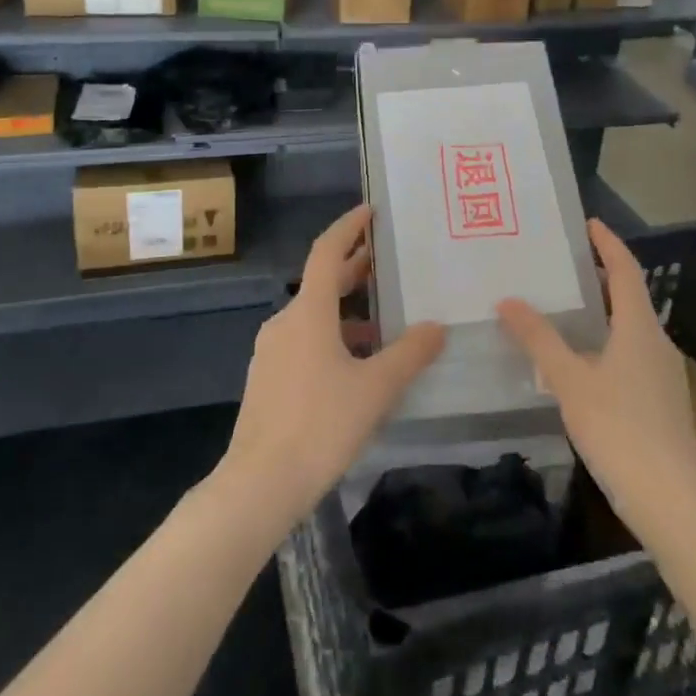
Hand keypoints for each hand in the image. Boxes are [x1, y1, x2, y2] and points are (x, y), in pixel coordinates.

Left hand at [217, 205, 445, 531]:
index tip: (370, 211)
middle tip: (387, 262)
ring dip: (347, 311)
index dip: (349, 227)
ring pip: (314, 316)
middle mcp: (286, 322)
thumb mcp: (376, 388)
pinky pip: (304, 342)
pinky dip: (332, 338)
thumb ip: (410, 354)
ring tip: (383, 323)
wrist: (259, 484)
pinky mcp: (268, 379)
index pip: (327, 252)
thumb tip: (436, 327)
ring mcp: (272, 351)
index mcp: (309, 312)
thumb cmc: (321, 425)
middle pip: (321, 283)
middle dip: (354, 269)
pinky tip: (356, 366)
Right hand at [498, 220, 695, 538]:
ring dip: (605, 314)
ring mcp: (666, 375)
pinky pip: (634, 356)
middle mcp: (658, 343)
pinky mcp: (665, 403)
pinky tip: (585, 365)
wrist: (672, 502)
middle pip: (631, 298)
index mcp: (638, 328)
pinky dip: (609, 344)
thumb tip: (509, 301)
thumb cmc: (618, 430)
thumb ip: (540, 340)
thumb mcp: (570, 382)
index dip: (609, 244)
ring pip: (632, 330)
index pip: (625, 271)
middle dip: (602, 277)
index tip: (590, 223)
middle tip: (567, 266)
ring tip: (568, 312)